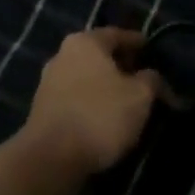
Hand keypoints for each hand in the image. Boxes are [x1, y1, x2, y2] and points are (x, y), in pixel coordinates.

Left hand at [21, 28, 164, 177]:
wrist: (50, 159)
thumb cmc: (100, 116)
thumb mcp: (139, 96)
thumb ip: (151, 80)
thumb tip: (151, 76)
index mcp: (86, 42)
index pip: (118, 34)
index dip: (138, 43)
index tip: (152, 50)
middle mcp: (63, 55)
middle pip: (100, 55)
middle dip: (122, 66)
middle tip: (142, 78)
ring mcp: (49, 82)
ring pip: (87, 77)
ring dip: (106, 86)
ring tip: (126, 102)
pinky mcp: (42, 109)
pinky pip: (76, 98)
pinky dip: (92, 103)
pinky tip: (105, 118)